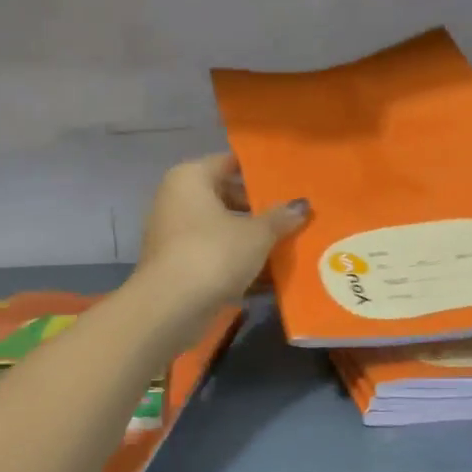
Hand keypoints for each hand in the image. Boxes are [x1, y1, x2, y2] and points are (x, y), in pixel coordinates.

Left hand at [135, 154, 309, 328]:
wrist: (170, 308)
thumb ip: (280, 218)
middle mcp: (176, 199)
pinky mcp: (176, 266)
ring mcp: (173, 234)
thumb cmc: (213, 254)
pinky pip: (213, 256)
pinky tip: (268, 277)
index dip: (259, 172)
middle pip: (225, 197)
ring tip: (287, 246)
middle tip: (292, 216)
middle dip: (258, 210)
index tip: (289, 181)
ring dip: (249, 240)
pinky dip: (236, 263)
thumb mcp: (256, 235)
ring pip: (220, 230)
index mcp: (190, 178)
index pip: (229, 163)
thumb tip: (301, 205)